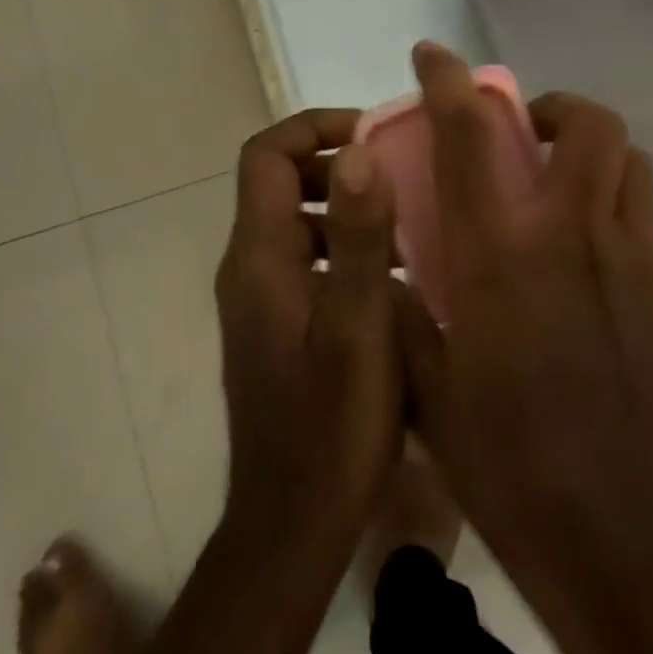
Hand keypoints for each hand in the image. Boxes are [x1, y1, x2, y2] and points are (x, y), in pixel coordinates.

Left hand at [215, 110, 403, 546]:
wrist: (292, 525)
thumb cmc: (332, 425)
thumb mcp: (359, 324)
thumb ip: (359, 235)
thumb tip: (357, 150)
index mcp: (258, 255)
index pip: (265, 155)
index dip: (313, 128)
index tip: (371, 133)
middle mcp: (247, 266)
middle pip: (278, 183)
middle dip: (335, 166)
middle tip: (399, 175)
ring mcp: (257, 298)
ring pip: (295, 222)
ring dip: (343, 208)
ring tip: (406, 221)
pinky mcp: (274, 324)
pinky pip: (304, 260)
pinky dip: (341, 247)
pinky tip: (391, 277)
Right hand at [396, 44, 652, 653]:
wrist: (638, 556)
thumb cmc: (516, 472)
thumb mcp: (430, 393)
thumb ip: (408, 313)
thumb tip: (396, 270)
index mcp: (504, 256)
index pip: (471, 135)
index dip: (448, 80)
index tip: (432, 54)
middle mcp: (578, 239)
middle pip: (589, 125)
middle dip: (554, 108)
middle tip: (525, 136)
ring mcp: (641, 266)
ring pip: (632, 166)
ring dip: (593, 157)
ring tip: (562, 195)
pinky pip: (648, 230)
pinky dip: (615, 221)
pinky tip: (593, 279)